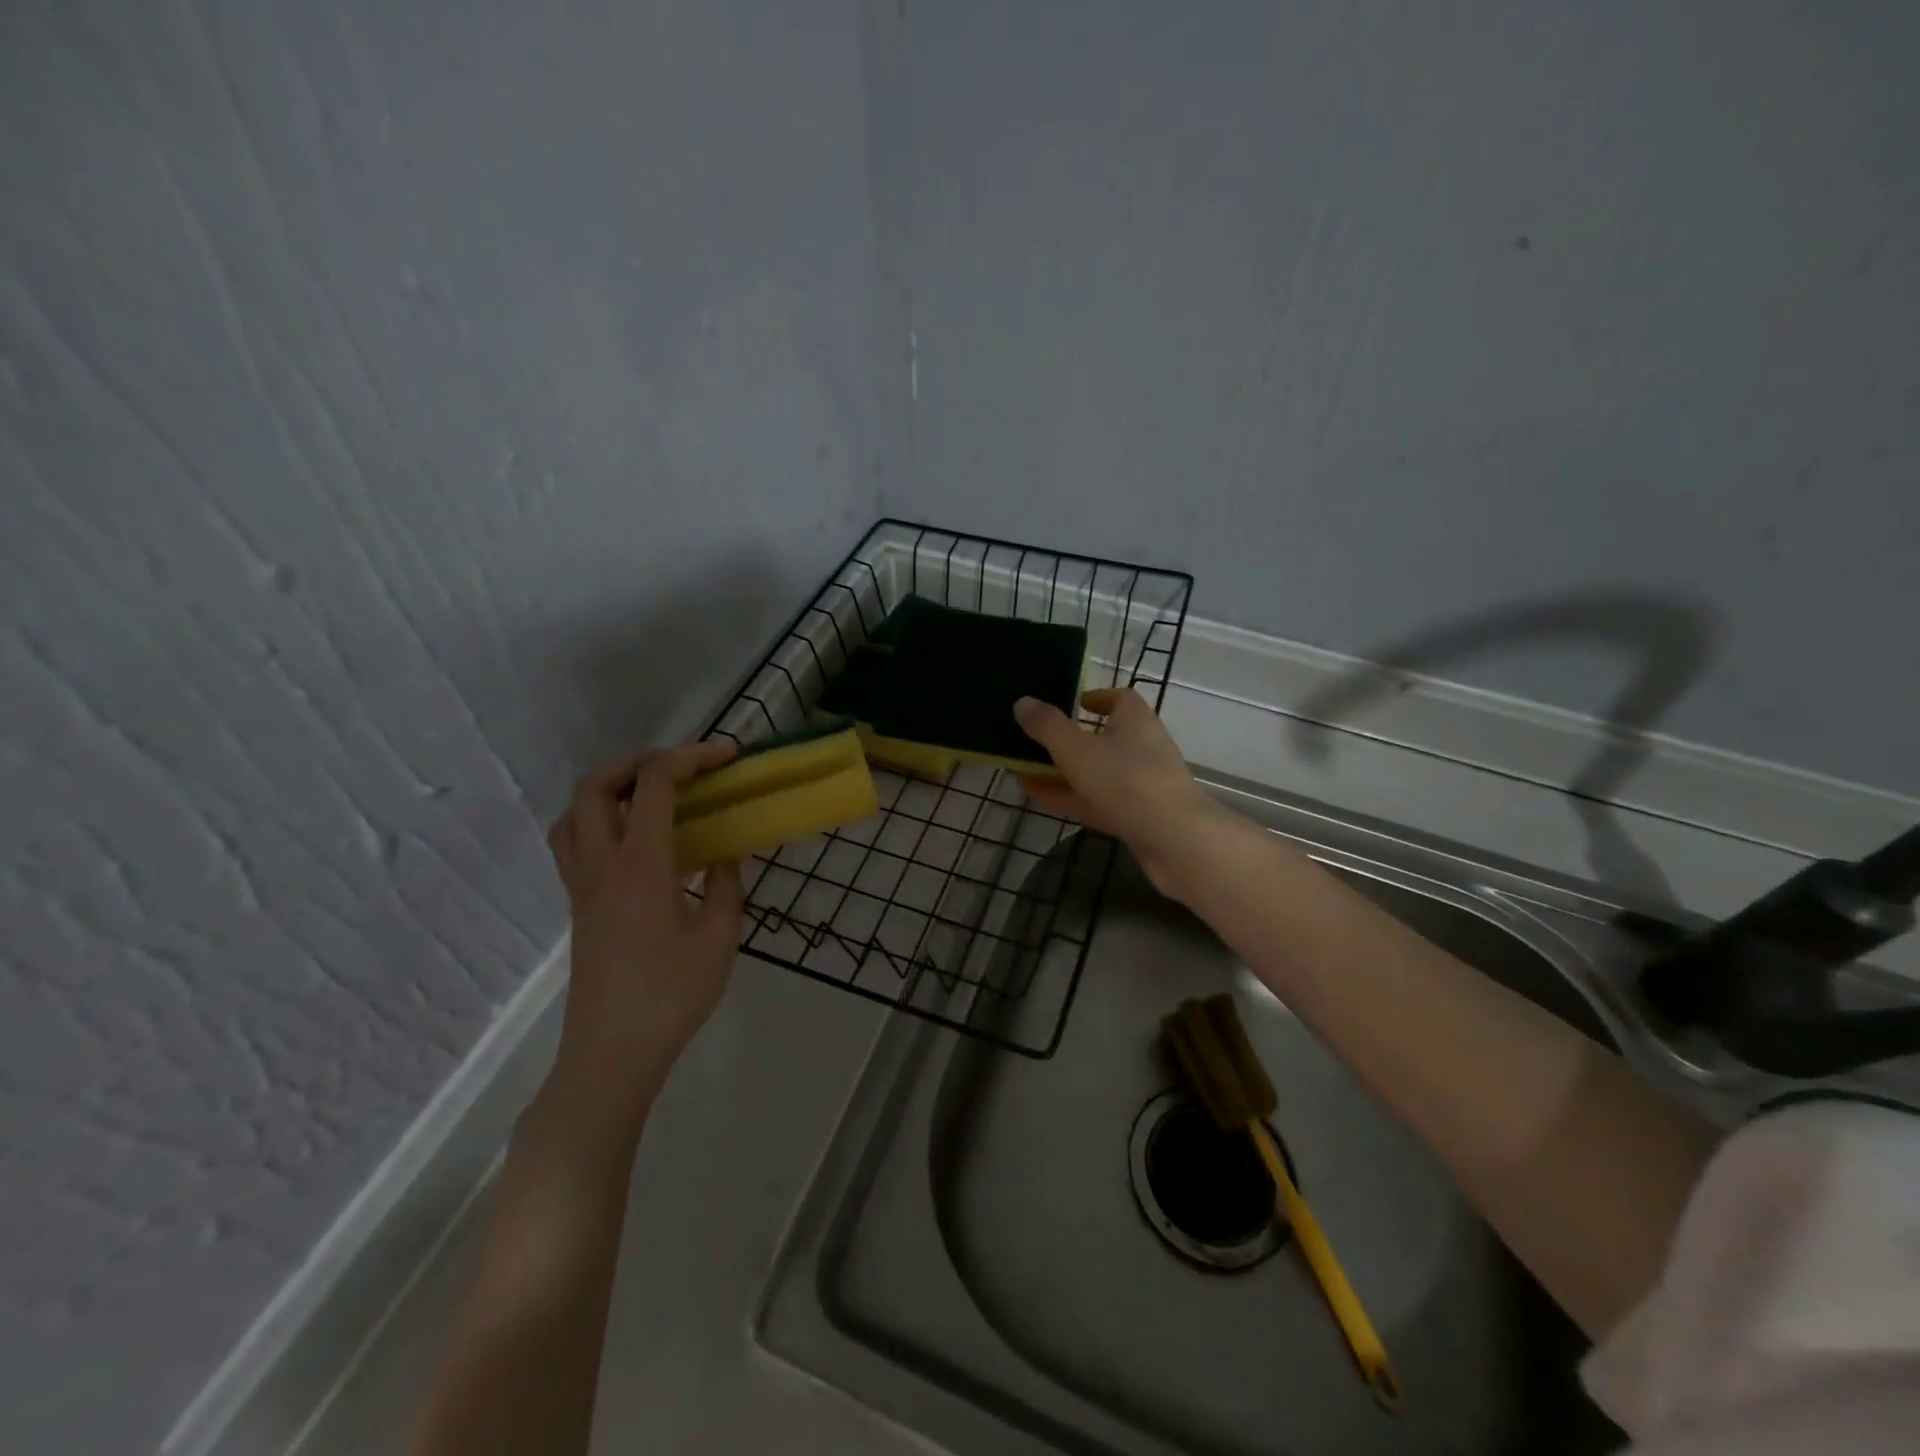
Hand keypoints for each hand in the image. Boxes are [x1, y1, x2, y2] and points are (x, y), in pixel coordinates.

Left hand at [544, 741, 746, 1124]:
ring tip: (651, 796)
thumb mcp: (721, 935)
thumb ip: (727, 884)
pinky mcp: (579, 905)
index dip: (690, 756)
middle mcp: (602, 863)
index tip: (727, 755)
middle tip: (682, 767)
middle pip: (596, 786)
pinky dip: (599, 819)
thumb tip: (727, 853)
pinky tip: (636, 842)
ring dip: (609, 788)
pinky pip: (574, 842)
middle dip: (639, 761)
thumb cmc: (673, 993)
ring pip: (574, 812)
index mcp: (641, 864)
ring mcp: (583, 885)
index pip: (654, 784)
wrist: (613, 1051)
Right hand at [1014, 688, 1227, 898]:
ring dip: (1063, 771)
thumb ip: (1047, 726)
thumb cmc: (1126, 780)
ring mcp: (1140, 785)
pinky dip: (1069, 796)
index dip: (1096, 698)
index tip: (1072, 703)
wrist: (1174, 840)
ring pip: (1096, 772)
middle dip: (1069, 739)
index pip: (1120, 698)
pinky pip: (1096, 800)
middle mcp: (1142, 748)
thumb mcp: (1076, 748)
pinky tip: (1038, 796)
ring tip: (1024, 770)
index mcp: (1135, 721)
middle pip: (1103, 737)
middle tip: (1034, 740)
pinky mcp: (1137, 816)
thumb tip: (1022, 702)